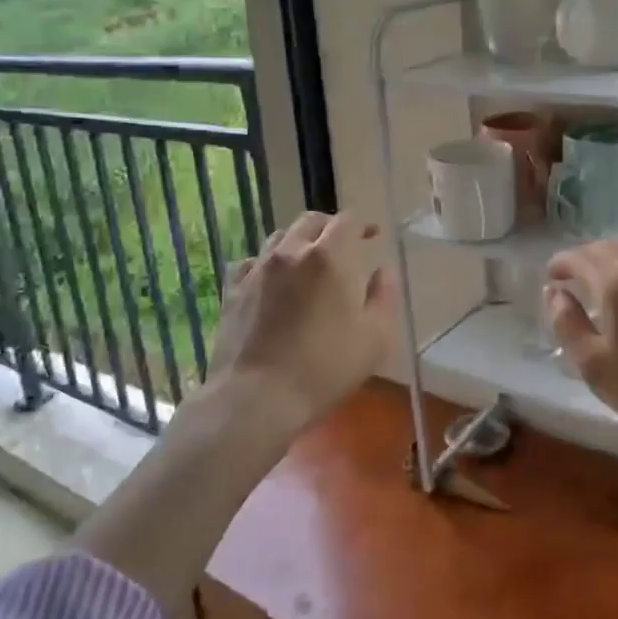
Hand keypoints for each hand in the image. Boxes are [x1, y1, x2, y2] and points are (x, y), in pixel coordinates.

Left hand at [205, 211, 394, 435]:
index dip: (362, 225)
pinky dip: (266, 263)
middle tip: (342, 246)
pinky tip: (271, 280)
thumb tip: (383, 272)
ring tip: (307, 262)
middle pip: (311, 221)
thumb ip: (384, 297)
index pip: (347, 221)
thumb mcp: (375, 338)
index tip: (371, 237)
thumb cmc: (324, 368)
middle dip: (329, 228)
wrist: (257, 397)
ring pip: (279, 237)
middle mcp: (291, 252)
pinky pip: (251, 262)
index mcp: (329, 257)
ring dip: (298, 242)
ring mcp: (257, 268)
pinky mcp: (233, 289)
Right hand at [546, 241, 617, 483]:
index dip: (559, 265)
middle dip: (586, 258)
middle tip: (575, 279)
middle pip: (609, 247)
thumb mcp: (597, 368)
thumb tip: (556, 295)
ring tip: (609, 282)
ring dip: (617, 260)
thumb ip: (569, 325)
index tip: (550, 280)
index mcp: (616, 281)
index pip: (578, 257)